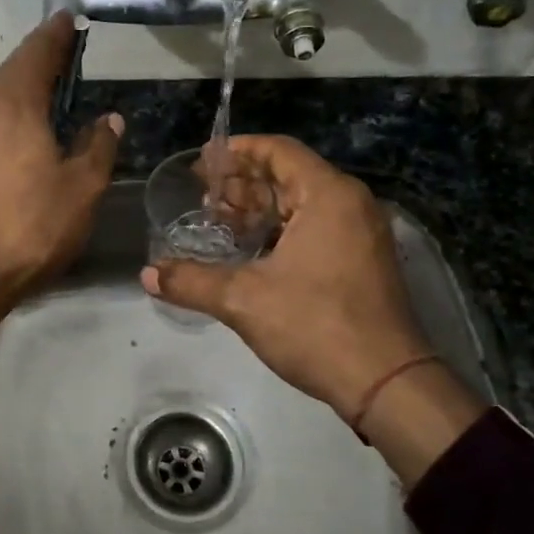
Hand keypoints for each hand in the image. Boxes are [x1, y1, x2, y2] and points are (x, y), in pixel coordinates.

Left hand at [0, 14, 121, 389]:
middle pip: (15, 69)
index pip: (39, 52)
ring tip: (53, 87)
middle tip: (69, 52)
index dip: (58, 34)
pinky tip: (28, 128)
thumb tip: (108, 119)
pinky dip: (13, 111)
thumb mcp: (82, 186)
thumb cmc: (32, 223)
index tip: (71, 18)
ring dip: (26, 86)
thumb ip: (98, 145)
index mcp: (16, 102)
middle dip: (42, 58)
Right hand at [142, 135, 484, 482]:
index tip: (203, 160)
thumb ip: (191, 281)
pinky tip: (248, 251)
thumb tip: (147, 274)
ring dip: (259, 209)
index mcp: (328, 195)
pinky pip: (314, 228)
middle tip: (201, 196)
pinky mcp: (361, 261)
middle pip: (288, 175)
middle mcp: (349, 204)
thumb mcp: (244, 300)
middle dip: (242, 183)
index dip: (237, 150)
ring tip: (217, 223)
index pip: (278, 151)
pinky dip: (279, 231)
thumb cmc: (315, 326)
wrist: (385, 383)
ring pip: (301, 205)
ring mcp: (360, 233)